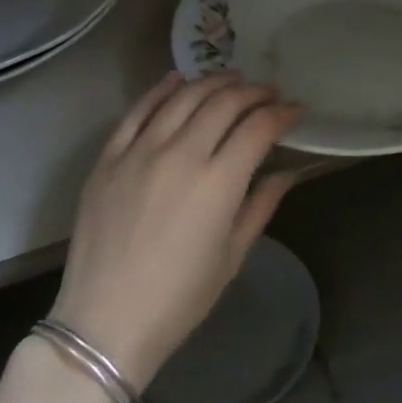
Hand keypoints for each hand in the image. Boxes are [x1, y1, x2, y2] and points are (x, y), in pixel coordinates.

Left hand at [48, 71, 302, 387]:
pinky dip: (160, 90)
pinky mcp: (109, 158)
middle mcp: (181, 154)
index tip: (296, 111)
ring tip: (233, 80)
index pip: (259, 128)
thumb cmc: (179, 299)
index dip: (283, 114)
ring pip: (183, 97)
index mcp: (218, 182)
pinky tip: (178, 79)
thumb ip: (261, 205)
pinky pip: (137, 111)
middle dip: (254, 93)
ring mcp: (140, 152)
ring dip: (214, 83)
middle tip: (269, 93)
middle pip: (224, 103)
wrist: (105, 322)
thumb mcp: (232, 256)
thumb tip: (286, 172)